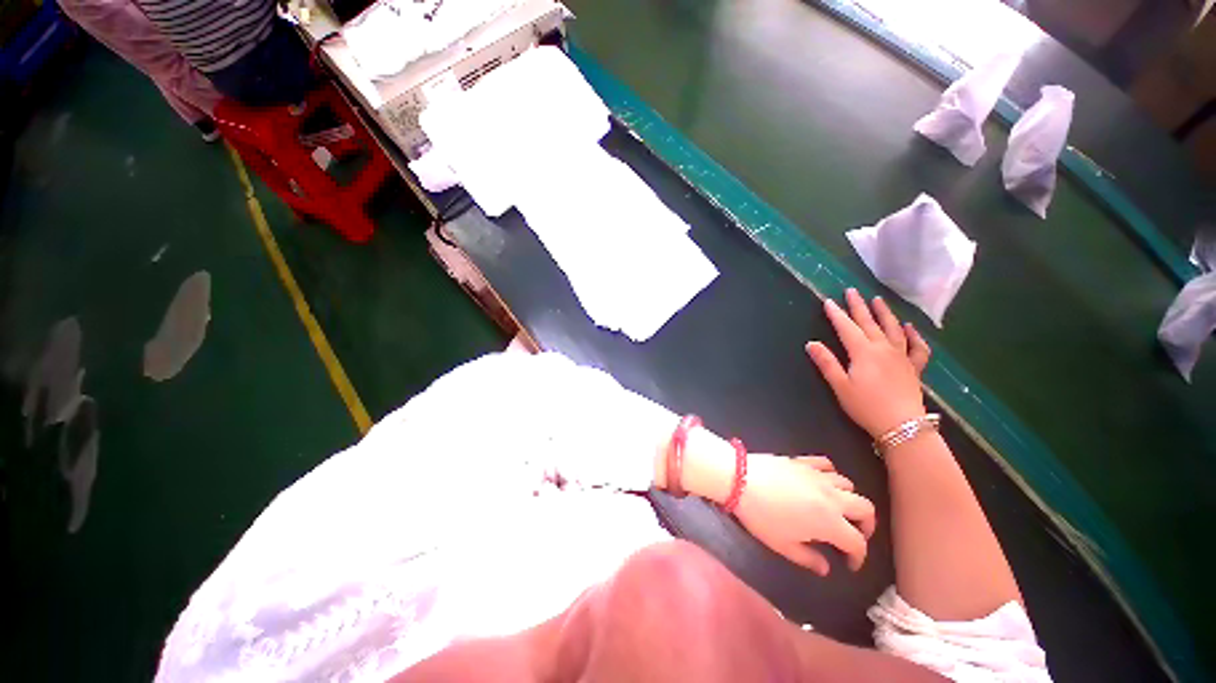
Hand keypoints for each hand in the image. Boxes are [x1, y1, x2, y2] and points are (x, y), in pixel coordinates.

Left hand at [734, 454, 875, 574]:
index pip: (858, 542)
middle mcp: (832, 497)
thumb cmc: (761, 516)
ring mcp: (818, 475)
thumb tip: (826, 567)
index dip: (859, 557)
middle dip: (866, 526)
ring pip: (848, 485)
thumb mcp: (783, 545)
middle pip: (865, 508)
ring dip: (849, 499)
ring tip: (836, 509)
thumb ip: (808, 559)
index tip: (849, 564)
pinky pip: (826, 464)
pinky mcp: (803, 460)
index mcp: (830, 522)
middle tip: (853, 535)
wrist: (740, 479)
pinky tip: (821, 481)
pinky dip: (831, 474)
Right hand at [805, 289, 930, 438]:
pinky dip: (915, 336)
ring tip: (878, 300)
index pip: (847, 328)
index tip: (828, 301)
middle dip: (858, 306)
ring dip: (885, 313)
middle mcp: (883, 348)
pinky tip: (910, 328)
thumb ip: (826, 363)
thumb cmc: (866, 406)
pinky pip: (917, 348)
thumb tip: (811, 343)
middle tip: (852, 291)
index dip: (836, 314)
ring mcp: (901, 357)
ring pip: (893, 329)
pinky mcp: (913, 367)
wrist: (902, 426)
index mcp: (863, 352)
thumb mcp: (840, 386)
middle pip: (869, 323)